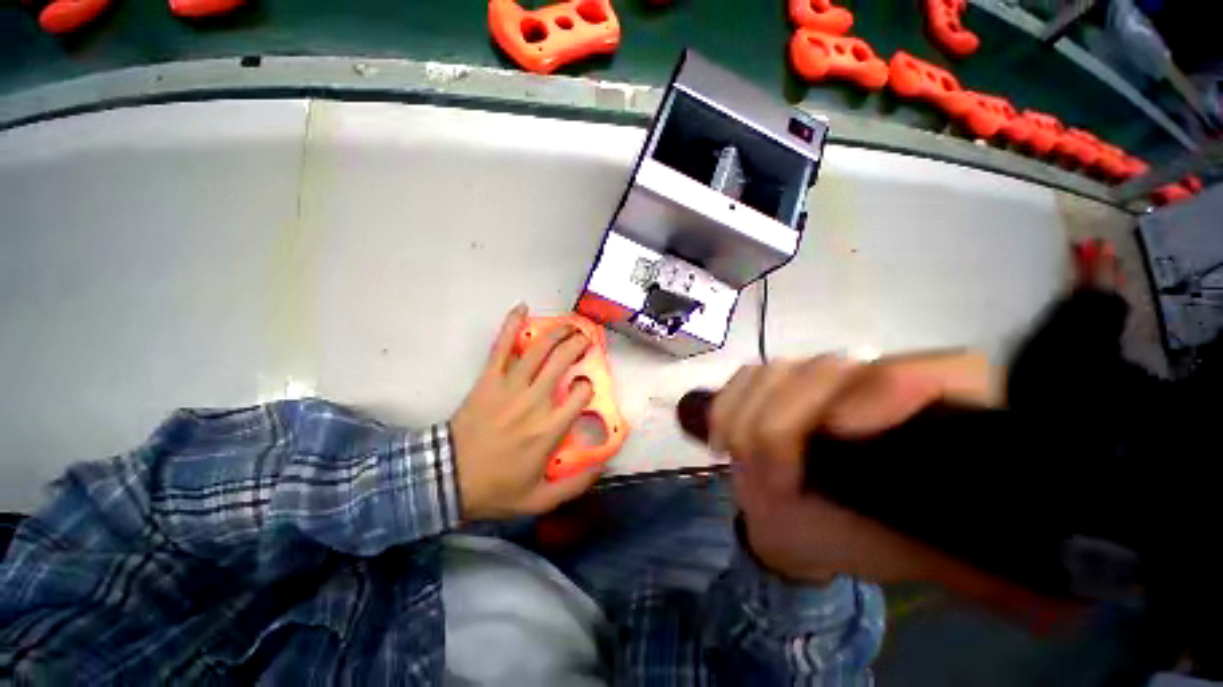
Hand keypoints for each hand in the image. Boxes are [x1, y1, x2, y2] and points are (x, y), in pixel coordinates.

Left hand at [451, 305, 600, 521]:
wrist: (445, 480)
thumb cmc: (496, 488)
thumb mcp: (540, 500)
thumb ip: (576, 485)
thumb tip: (604, 466)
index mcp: (550, 428)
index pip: (581, 393)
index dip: (588, 384)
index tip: (585, 386)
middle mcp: (534, 401)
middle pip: (563, 361)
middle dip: (579, 345)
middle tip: (586, 340)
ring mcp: (510, 386)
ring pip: (540, 350)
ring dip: (558, 332)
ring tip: (569, 325)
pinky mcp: (488, 379)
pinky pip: (501, 347)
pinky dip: (511, 325)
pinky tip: (522, 308)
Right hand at [711, 352, 1060, 616]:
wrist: (800, 518)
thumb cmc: (866, 536)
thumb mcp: (927, 555)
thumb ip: (991, 572)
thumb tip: (1068, 604)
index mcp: (931, 414)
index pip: (940, 370)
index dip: (893, 389)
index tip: (841, 434)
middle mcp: (870, 380)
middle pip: (827, 371)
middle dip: (786, 425)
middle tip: (774, 479)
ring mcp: (811, 375)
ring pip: (776, 373)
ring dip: (750, 418)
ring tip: (744, 463)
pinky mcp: (768, 381)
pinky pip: (742, 378)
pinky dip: (727, 406)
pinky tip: (723, 439)